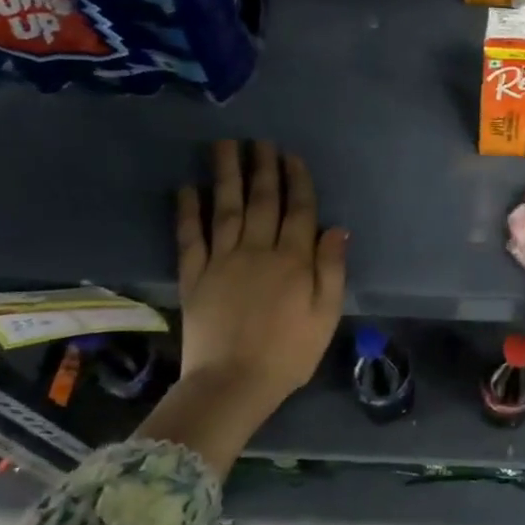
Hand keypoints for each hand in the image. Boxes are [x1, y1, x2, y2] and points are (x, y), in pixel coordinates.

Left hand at [137, 140, 347, 471]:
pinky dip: (188, 211)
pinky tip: (187, 188)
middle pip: (261, 200)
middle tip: (259, 141)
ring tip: (225, 146)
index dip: (296, 180)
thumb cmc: (289, 352)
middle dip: (262, 167)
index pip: (298, 209)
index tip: (291, 156)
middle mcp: (258, 250)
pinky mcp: (194, 276)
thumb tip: (336, 228)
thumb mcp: (326, 314)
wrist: (233, 384)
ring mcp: (222, 261)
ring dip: (225, 174)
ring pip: (225, 208)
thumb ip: (332, 269)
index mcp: (294, 260)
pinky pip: (190, 237)